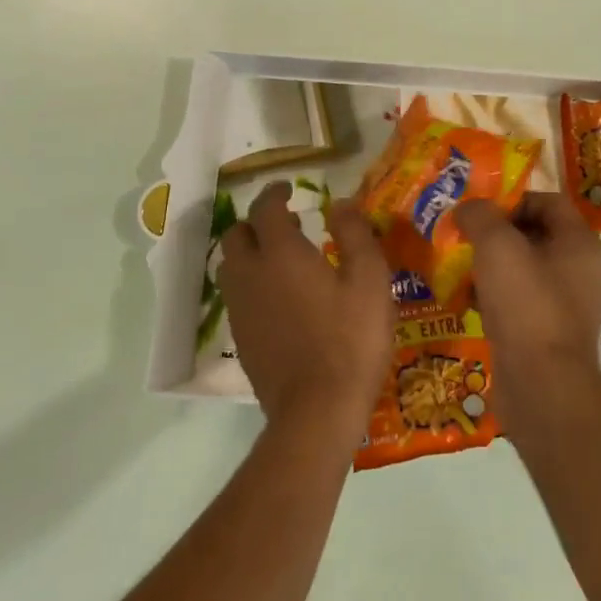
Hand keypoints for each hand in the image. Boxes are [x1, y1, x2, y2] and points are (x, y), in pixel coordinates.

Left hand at [218, 182, 393, 431]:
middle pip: (236, 235)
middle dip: (257, 222)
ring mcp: (240, 309)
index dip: (274, 193)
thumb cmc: (350, 340)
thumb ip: (354, 234)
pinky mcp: (239, 339)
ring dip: (249, 253)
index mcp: (280, 253)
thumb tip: (340, 202)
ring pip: (230, 266)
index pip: (265, 208)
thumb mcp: (370, 280)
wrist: (316, 410)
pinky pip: (236, 297)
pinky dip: (250, 284)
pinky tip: (277, 299)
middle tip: (288, 226)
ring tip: (280, 260)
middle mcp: (250, 274)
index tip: (288, 189)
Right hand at [455, 192, 600, 378]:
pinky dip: (494, 296)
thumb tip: (467, 208)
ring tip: (459, 268)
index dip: (511, 199)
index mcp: (579, 242)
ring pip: (524, 269)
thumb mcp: (497, 246)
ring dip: (491, 266)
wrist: (542, 385)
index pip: (547, 201)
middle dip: (496, 233)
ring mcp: (566, 304)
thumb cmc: (525, 304)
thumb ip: (480, 216)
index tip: (478, 211)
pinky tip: (468, 301)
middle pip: (534, 234)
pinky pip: (519, 301)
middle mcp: (580, 269)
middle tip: (462, 236)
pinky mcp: (548, 332)